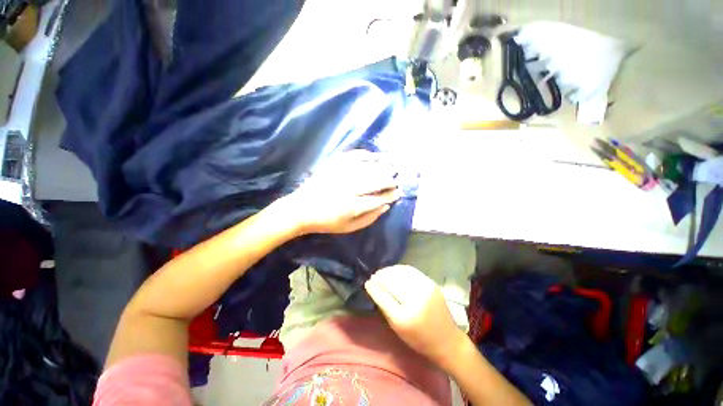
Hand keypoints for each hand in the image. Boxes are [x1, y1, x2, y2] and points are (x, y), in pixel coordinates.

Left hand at [286, 150, 400, 234]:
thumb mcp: (349, 227)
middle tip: (395, 180)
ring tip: (391, 166)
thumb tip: (386, 206)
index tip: (398, 192)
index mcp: (353, 206)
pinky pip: (353, 156)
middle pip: (376, 180)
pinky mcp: (333, 165)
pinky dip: (365, 154)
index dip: (391, 195)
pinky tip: (373, 156)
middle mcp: (349, 188)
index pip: (379, 198)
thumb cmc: (326, 222)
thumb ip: (369, 218)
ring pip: (367, 167)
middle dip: (389, 180)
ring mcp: (341, 174)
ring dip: (382, 166)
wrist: (301, 209)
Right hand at [365, 265, 467, 367]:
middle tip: (373, 276)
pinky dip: (400, 269)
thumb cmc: (419, 339)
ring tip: (382, 272)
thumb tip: (373, 288)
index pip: (384, 296)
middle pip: (392, 282)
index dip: (374, 287)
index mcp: (405, 317)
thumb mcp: (397, 328)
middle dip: (380, 277)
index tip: (367, 282)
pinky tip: (394, 270)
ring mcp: (425, 289)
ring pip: (401, 273)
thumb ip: (384, 307)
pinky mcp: (431, 283)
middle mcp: (416, 300)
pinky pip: (411, 271)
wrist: (447, 340)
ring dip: (389, 271)